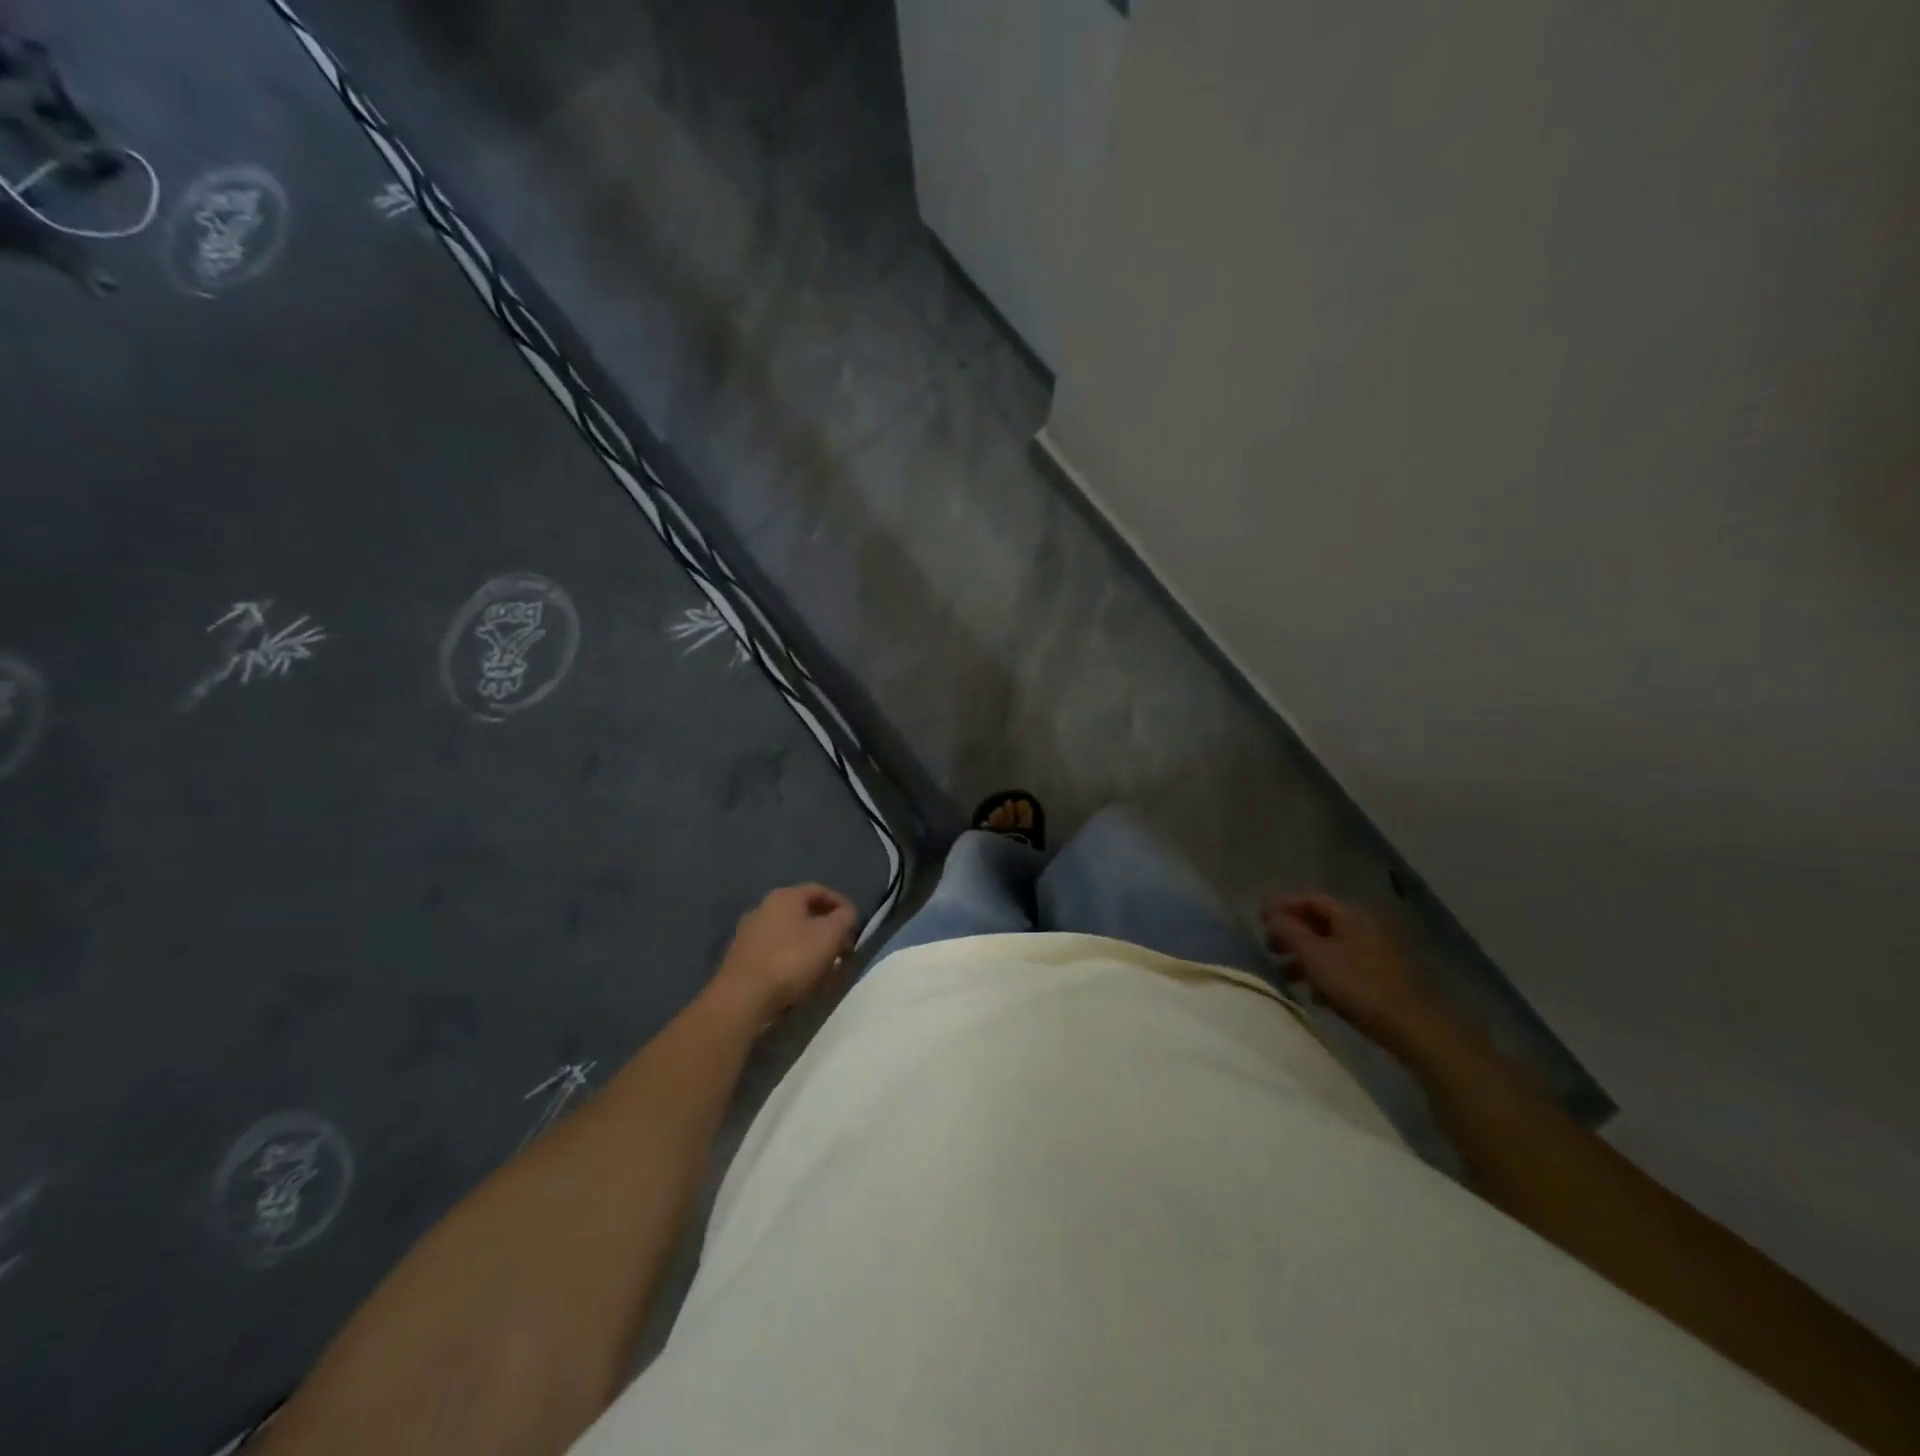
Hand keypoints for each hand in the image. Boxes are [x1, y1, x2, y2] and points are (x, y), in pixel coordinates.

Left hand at [708, 883, 858, 1024]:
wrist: (743, 999)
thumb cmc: (791, 960)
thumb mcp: (830, 936)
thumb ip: (845, 918)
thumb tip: (847, 914)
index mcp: (784, 896)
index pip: (820, 890)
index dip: (841, 905)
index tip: (855, 924)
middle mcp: (762, 908)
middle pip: (804, 913)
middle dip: (827, 929)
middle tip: (843, 948)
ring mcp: (748, 934)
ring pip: (789, 934)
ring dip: (810, 946)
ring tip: (826, 968)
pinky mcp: (741, 959)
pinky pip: (775, 953)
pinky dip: (792, 960)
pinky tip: (801, 979)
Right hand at [1260, 892, 1456, 1055]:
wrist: (1413, 1025)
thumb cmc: (1357, 984)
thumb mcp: (1314, 956)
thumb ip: (1288, 932)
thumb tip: (1272, 916)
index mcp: (1350, 914)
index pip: (1310, 899)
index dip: (1282, 905)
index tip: (1260, 919)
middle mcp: (1366, 925)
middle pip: (1321, 921)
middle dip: (1292, 933)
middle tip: (1270, 947)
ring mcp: (1379, 950)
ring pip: (1333, 945)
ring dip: (1307, 956)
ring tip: (1287, 975)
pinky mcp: (1385, 975)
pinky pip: (1347, 964)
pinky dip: (1327, 972)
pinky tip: (1316, 994)